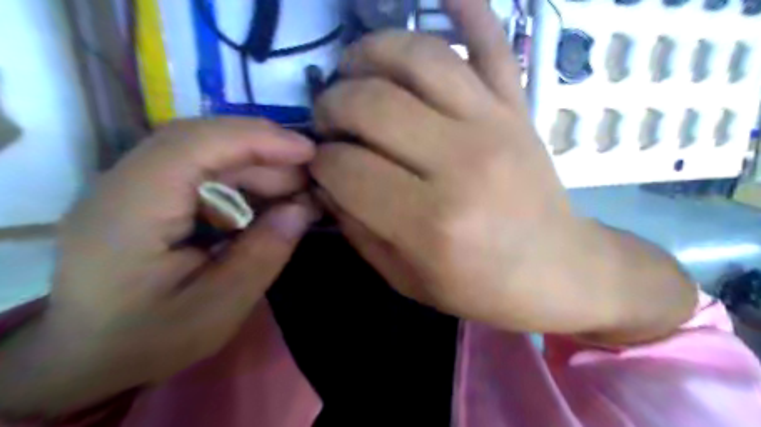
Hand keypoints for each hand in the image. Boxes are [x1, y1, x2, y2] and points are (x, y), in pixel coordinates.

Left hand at [0, 116, 314, 416]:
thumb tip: (302, 209)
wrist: (86, 354)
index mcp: (131, 211)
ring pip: (204, 149)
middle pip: (202, 139)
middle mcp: (123, 182)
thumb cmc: (148, 339)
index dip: (258, 139)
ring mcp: (131, 182)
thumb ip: (262, 254)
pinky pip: (200, 168)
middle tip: (309, 180)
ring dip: (255, 165)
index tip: (308, 151)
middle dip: (264, 153)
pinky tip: (265, 198)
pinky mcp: (146, 191)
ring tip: (294, 191)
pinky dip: (240, 177)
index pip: (195, 145)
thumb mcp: (218, 308)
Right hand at [310, 1, 693, 336]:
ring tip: (354, 70)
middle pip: (370, 103)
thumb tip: (327, 181)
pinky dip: (467, 7)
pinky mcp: (519, 106)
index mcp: (430, 223)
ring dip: (369, 53)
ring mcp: (495, 124)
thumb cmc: (481, 288)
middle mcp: (460, 163)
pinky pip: (493, 41)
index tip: (322, 166)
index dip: (320, 162)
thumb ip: (359, 230)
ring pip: (417, 56)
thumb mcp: (406, 278)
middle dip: (331, 105)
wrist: (560, 271)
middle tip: (329, 119)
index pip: (345, 167)